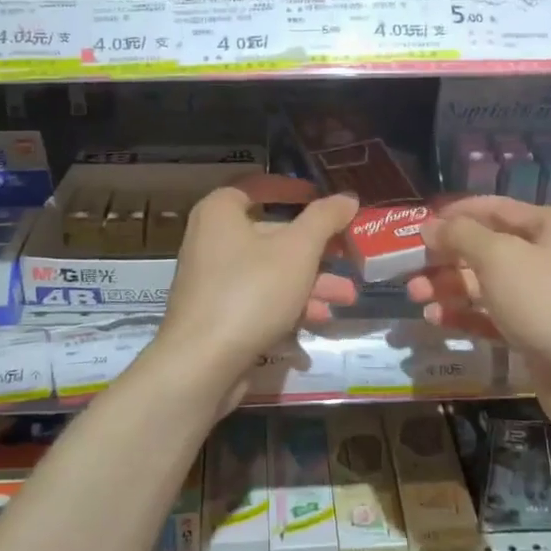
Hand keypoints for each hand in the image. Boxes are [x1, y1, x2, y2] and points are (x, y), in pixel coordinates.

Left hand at [157, 175, 357, 386]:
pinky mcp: (218, 315)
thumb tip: (347, 197)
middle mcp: (211, 240)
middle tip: (348, 256)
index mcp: (220, 212)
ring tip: (346, 298)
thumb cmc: (251, 292)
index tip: (322, 198)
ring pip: (270, 271)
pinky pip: (259, 299)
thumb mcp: (298, 250)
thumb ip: (325, 219)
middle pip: (271, 234)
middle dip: (316, 250)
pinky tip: (318, 320)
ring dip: (311, 282)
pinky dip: (288, 305)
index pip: (257, 186)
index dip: (292, 189)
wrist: (201, 364)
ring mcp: (212, 281)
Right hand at [406, 197, 550, 413]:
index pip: (494, 208)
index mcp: (550, 227)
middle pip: (487, 249)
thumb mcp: (500, 258)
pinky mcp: (536, 336)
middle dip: (446, 257)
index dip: (455, 213)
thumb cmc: (550, 302)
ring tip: (416, 297)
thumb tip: (431, 225)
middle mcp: (549, 258)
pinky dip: (465, 317)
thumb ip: (461, 236)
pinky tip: (435, 321)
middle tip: (410, 269)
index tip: (417, 226)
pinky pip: (493, 318)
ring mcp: (544, 299)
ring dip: (450, 288)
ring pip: (486, 285)